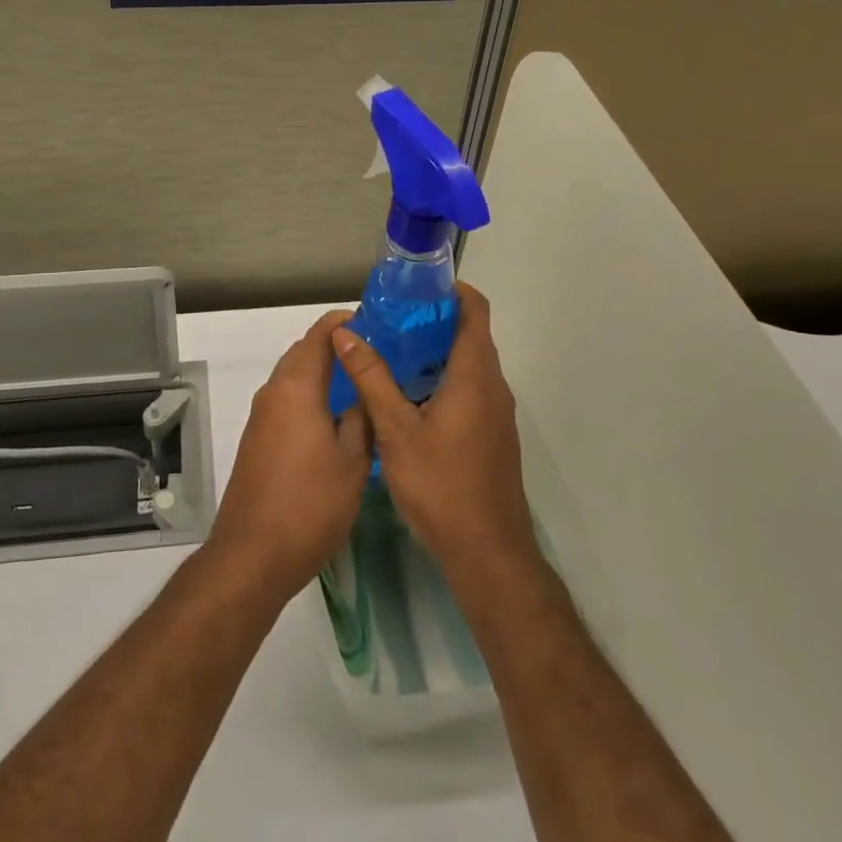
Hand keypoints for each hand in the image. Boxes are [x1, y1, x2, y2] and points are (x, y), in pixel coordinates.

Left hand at [207, 310, 372, 604]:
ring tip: (362, 381)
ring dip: (322, 371)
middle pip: (304, 351)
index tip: (378, 322)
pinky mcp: (257, 438)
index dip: (347, 322)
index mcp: (297, 387)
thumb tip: (365, 391)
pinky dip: (310, 394)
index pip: (320, 334)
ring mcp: (261, 416)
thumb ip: (362, 418)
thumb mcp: (353, 461)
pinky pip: (287, 399)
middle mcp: (274, 392)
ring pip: (294, 376)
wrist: (253, 554)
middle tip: (377, 352)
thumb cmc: (310, 504)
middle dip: (336, 345)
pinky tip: (336, 414)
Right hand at [333, 284, 537, 590]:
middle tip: (388, 318)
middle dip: (432, 320)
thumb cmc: (441, 487)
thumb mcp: (395, 431)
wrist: (488, 554)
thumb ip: (371, 379)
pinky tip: (406, 396)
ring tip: (390, 351)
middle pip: (470, 334)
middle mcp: (492, 387)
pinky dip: (441, 379)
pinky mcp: (491, 434)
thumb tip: (345, 333)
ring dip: (434, 352)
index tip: (414, 287)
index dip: (450, 289)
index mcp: (474, 376)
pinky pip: (468, 389)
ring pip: (468, 364)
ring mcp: (495, 413)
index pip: (475, 310)